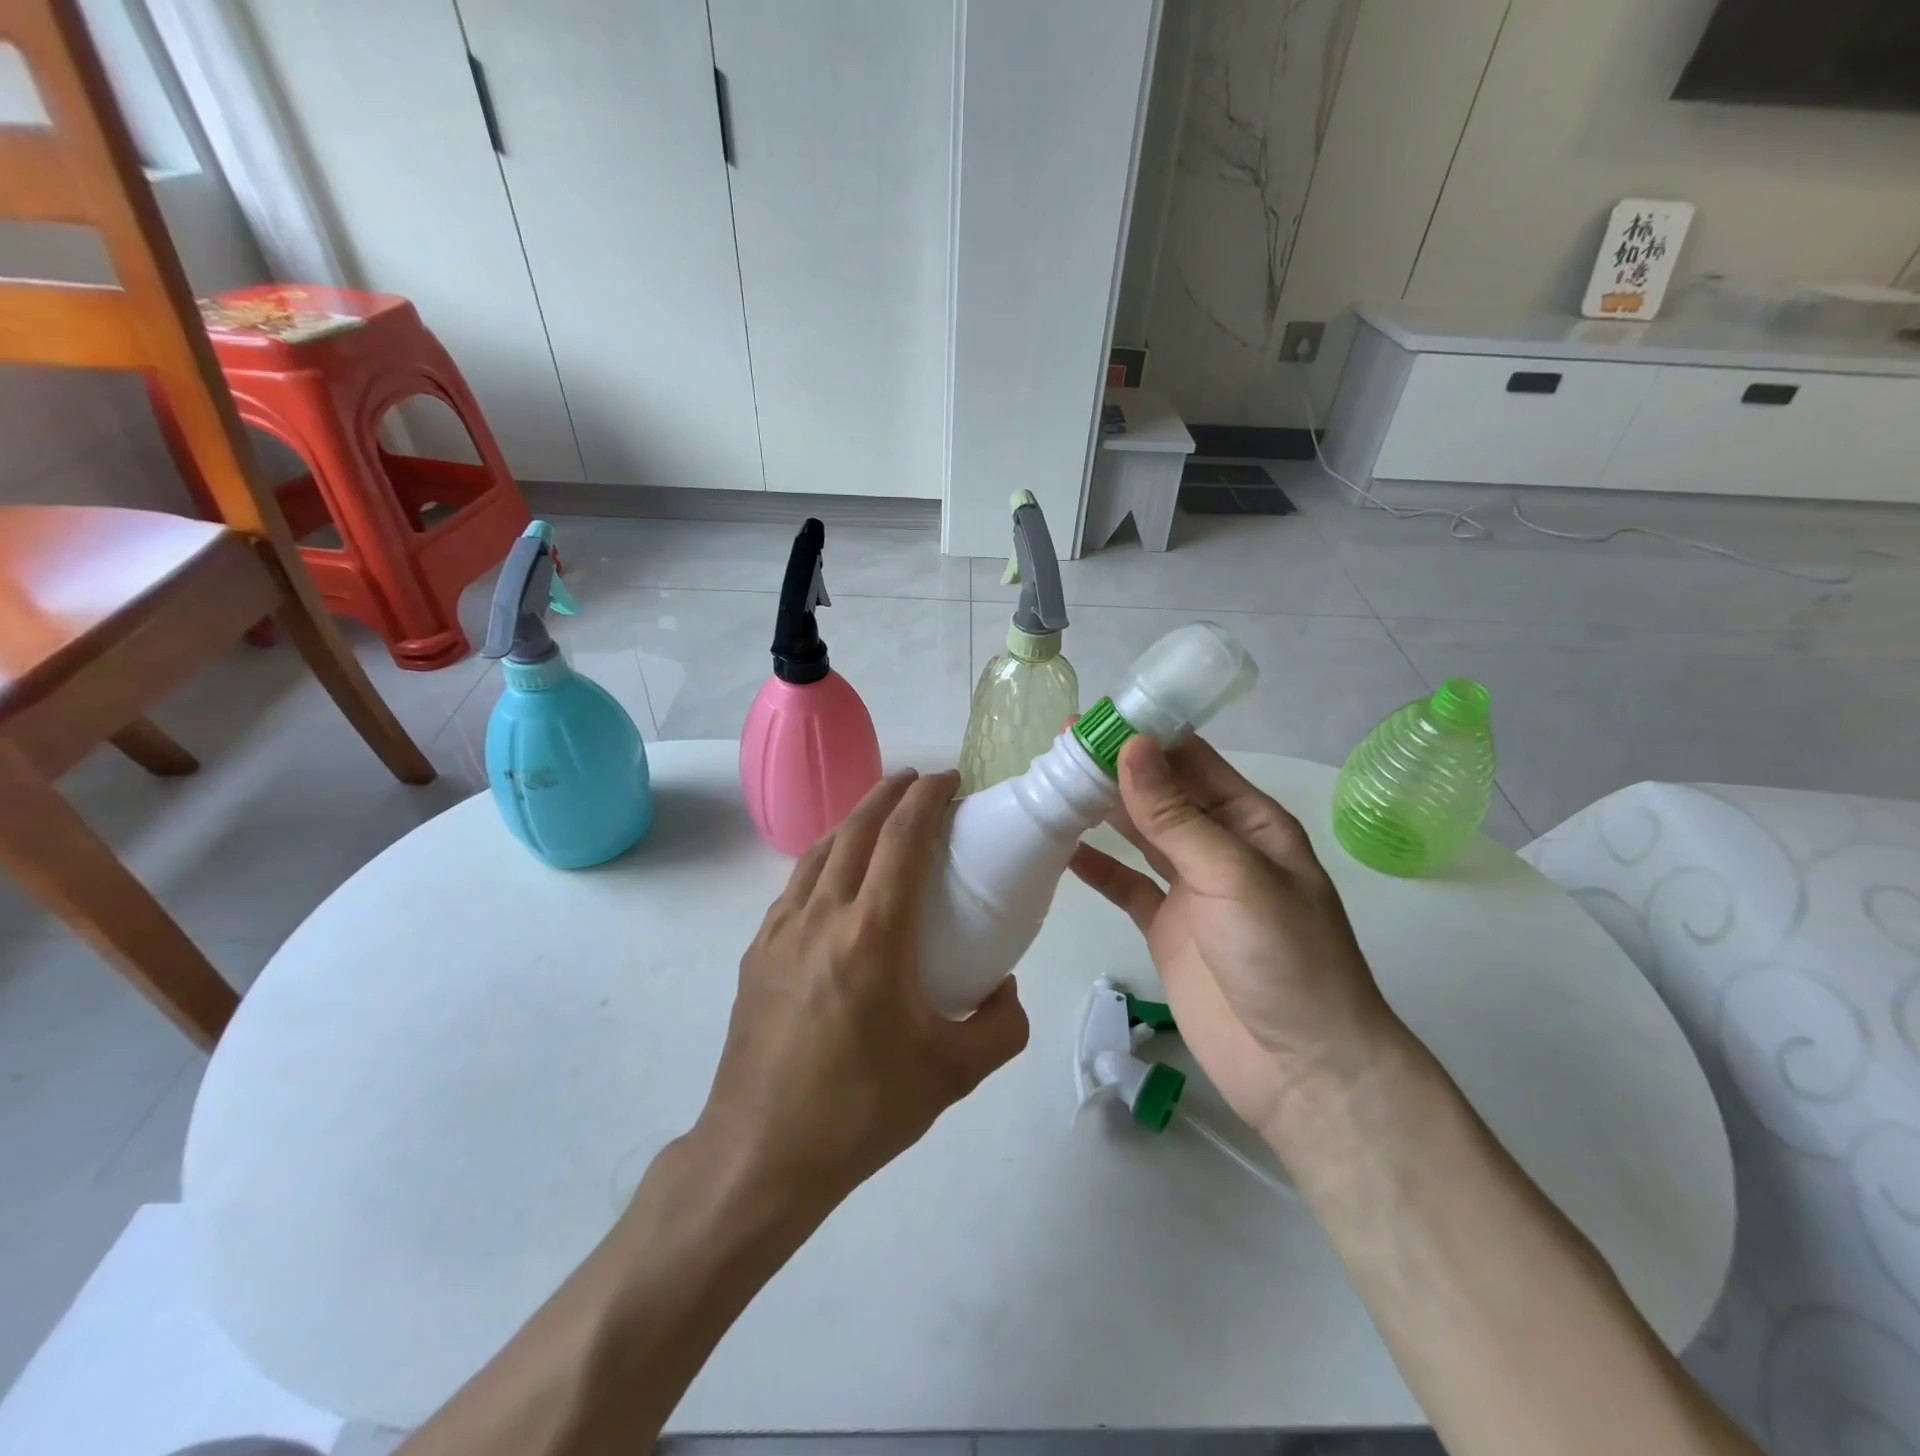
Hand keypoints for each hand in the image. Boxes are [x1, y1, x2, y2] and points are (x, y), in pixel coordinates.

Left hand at [699, 769, 1028, 1204]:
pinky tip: (838, 880)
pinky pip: (796, 885)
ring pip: (820, 851)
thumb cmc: (863, 1110)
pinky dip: (825, 860)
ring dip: (855, 821)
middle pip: (856, 828)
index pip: (901, 839)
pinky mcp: (757, 952)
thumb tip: (1005, 988)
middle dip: (890, 792)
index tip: (949, 779)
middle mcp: (821, 917)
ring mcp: (780, 931)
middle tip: (919, 782)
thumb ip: (1002, 1025)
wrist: (761, 1154)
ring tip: (881, 817)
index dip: (926, 798)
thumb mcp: (955, 1075)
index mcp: (872, 935)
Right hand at [1068, 736, 1399, 1151]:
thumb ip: (1177, 816)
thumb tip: (1132, 747)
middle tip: (1056, 747)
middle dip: (1114, 769)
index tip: (1092, 720)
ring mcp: (1190, 888)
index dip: (1145, 736)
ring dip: (1101, 810)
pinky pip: (1126, 885)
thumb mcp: (1234, 876)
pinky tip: (1063, 849)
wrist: (1302, 1069)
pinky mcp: (1166, 927)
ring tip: (1052, 785)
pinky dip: (1097, 866)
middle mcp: (1219, 846)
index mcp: (1250, 822)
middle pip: (1159, 794)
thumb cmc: (1284, 959)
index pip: (1192, 761)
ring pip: (1139, 834)